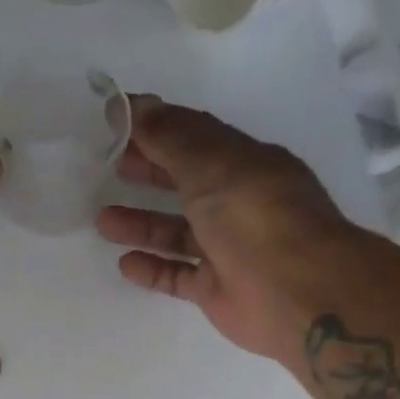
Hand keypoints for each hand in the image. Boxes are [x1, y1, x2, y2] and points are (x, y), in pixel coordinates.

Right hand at [97, 96, 357, 363]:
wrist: (296, 294)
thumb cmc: (256, 219)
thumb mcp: (212, 167)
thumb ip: (171, 139)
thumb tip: (137, 104)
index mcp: (244, 164)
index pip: (196, 137)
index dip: (157, 127)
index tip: (116, 122)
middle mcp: (237, 203)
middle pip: (185, 182)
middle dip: (149, 172)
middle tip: (110, 167)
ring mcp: (227, 249)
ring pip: (177, 232)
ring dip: (142, 224)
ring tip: (103, 221)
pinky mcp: (216, 289)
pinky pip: (178, 275)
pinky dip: (152, 268)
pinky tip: (125, 263)